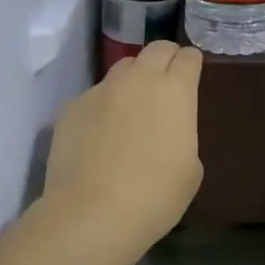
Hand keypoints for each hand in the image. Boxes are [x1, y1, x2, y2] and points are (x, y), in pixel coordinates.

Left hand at [42, 42, 202, 264]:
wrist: (92, 215)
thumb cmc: (156, 196)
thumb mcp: (191, 167)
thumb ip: (182, 134)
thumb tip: (167, 130)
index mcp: (176, 91)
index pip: (188, 57)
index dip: (192, 63)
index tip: (192, 74)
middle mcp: (139, 79)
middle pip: (156, 49)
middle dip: (166, 58)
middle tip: (167, 80)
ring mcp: (101, 90)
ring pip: (123, 67)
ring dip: (134, 77)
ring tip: (133, 105)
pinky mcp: (72, 107)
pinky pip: (95, 95)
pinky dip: (104, 105)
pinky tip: (101, 134)